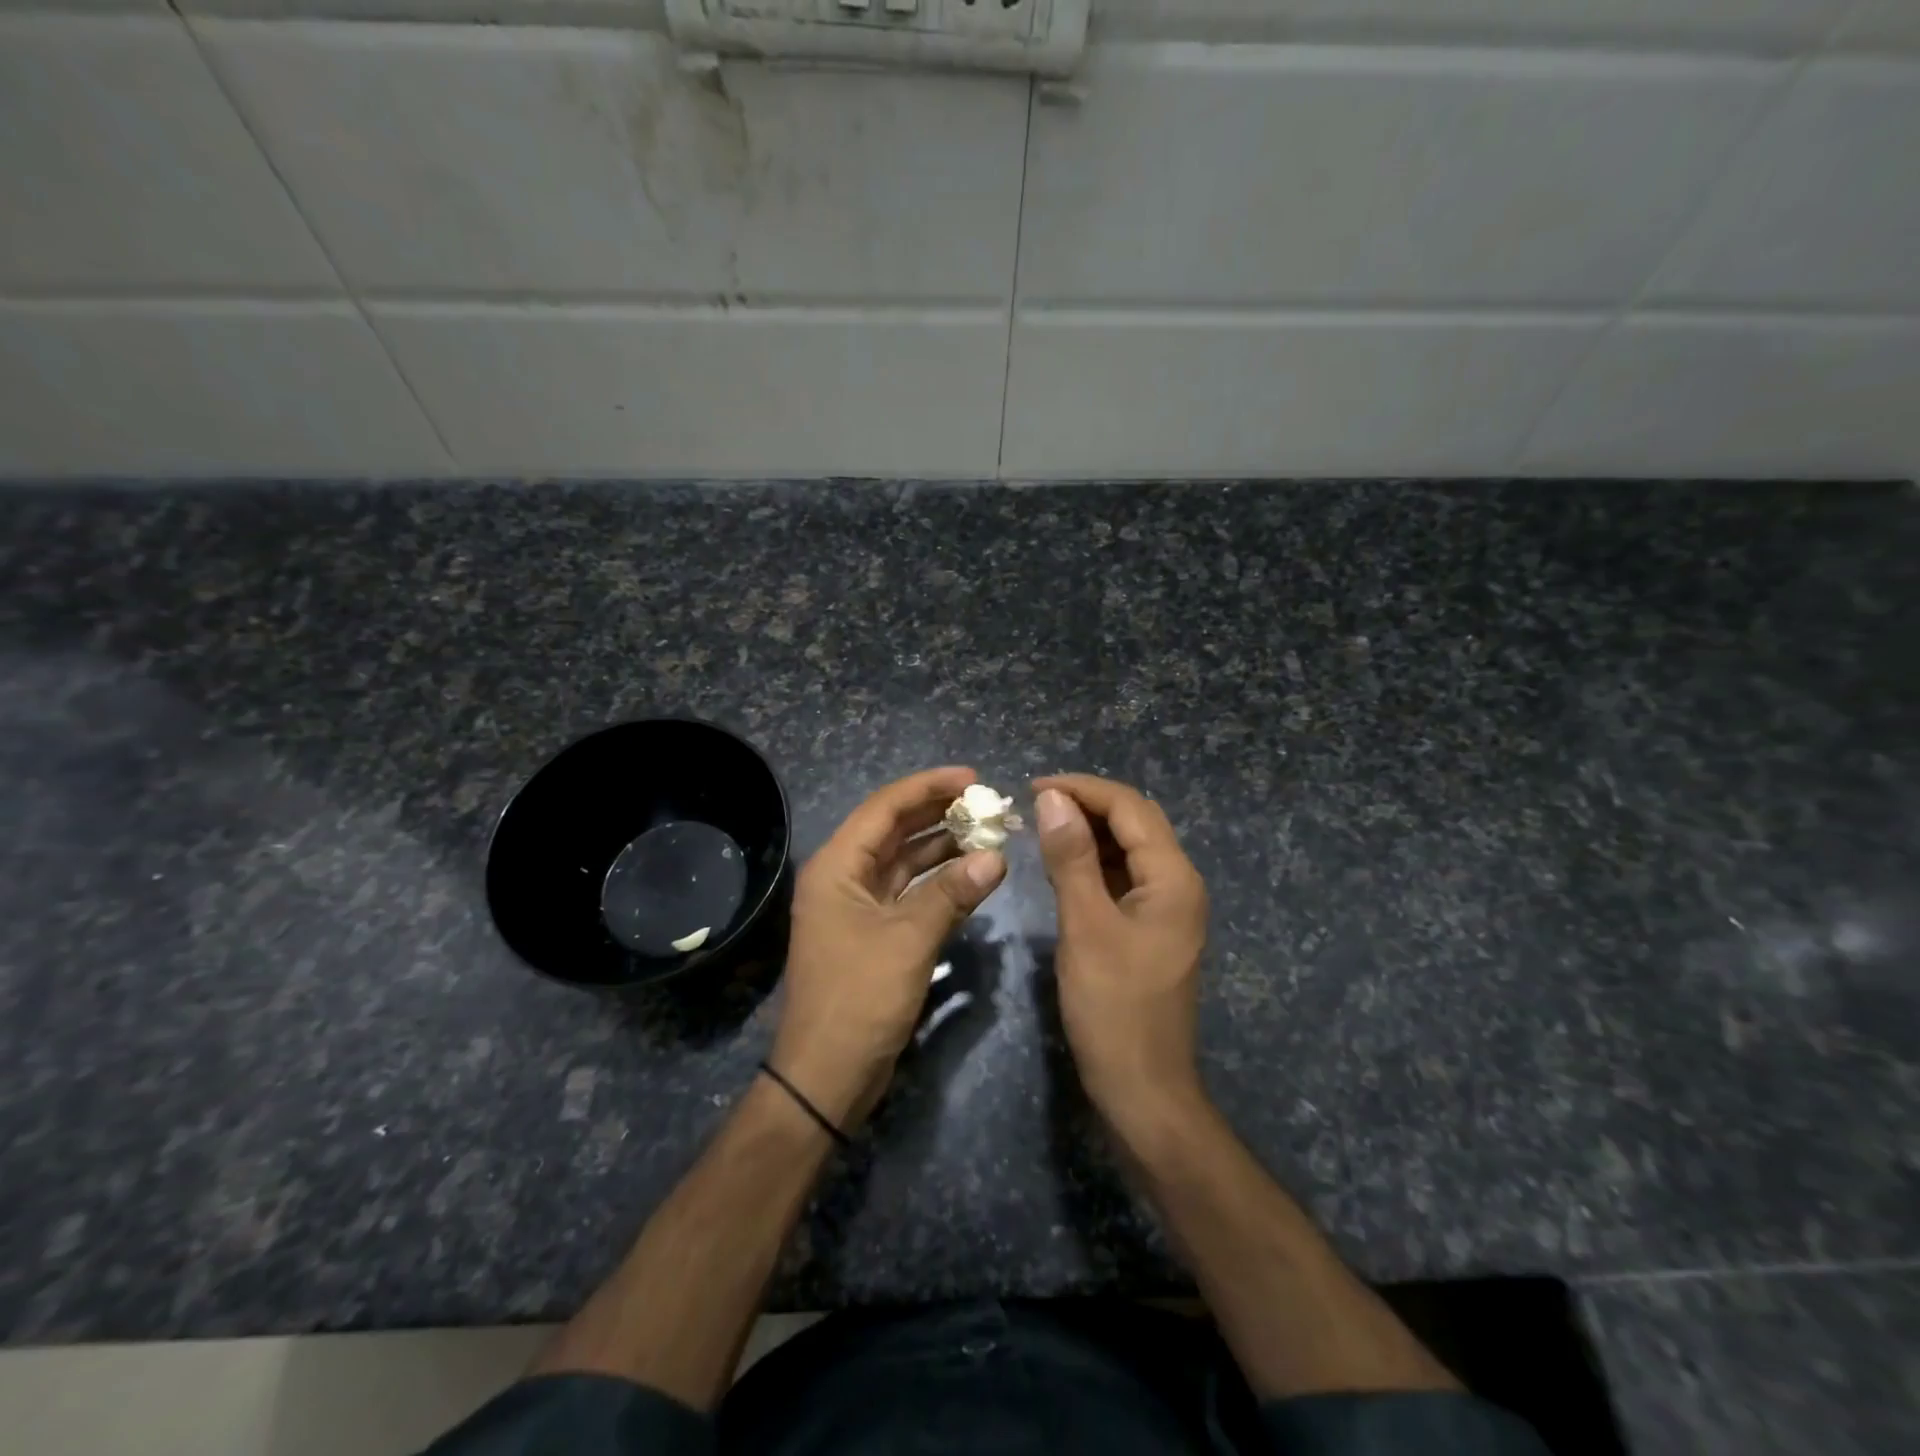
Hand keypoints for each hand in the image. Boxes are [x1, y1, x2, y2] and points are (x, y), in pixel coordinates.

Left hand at [772, 766, 1006, 1131]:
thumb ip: (952, 893)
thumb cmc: (859, 998)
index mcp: (837, 866)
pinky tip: (971, 874)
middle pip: (894, 830)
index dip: (928, 787)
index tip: (973, 777)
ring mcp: (857, 907)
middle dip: (938, 813)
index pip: (885, 808)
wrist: (826, 1075)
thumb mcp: (909, 940)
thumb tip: (997, 857)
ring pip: (903, 862)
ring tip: (987, 832)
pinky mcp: (873, 933)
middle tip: (986, 801)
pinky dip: (938, 882)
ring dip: (942, 847)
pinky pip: (908, 893)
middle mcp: (843, 877)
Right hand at [1033, 774, 1209, 1134]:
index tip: (1032, 788)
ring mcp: (1168, 907)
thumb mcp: (1085, 926)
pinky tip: (1064, 866)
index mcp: (1173, 878)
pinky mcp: (1152, 928)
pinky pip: (1125, 877)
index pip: (1129, 807)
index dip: (1082, 788)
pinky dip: (1095, 862)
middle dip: (1087, 804)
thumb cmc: (1112, 1008)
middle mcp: (1179, 883)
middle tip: (1035, 805)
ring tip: (1043, 827)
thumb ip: (1071, 858)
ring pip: (1130, 848)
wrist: (1142, 1089)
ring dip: (1090, 831)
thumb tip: (1053, 798)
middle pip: (1135, 822)